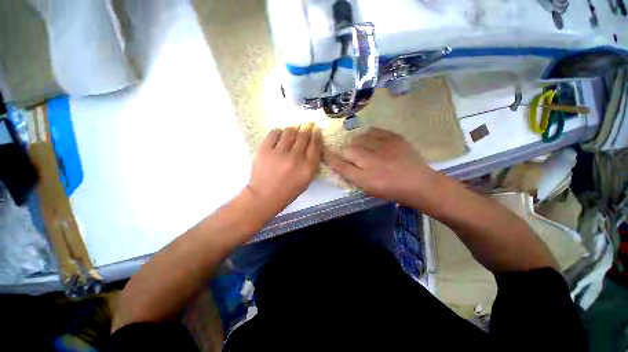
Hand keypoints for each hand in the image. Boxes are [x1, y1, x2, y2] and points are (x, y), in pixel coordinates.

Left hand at [246, 123, 321, 218]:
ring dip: (294, 129)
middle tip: (307, 124)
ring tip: (294, 130)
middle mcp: (295, 158)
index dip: (316, 134)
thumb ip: (312, 163)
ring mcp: (279, 153)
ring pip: (290, 131)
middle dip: (307, 128)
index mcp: (308, 168)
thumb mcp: (306, 180)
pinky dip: (280, 132)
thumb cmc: (288, 190)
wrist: (265, 196)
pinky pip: (275, 133)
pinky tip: (281, 135)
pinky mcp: (265, 150)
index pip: (315, 145)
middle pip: (303, 135)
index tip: (316, 129)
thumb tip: (313, 144)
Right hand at [325, 128, 441, 208]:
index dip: (330, 159)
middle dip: (345, 152)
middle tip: (351, 155)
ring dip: (357, 142)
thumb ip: (351, 176)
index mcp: (366, 178)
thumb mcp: (368, 188)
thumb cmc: (391, 190)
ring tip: (362, 147)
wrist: (419, 183)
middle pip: (349, 150)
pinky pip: (375, 131)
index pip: (341, 165)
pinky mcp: (395, 138)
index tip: (324, 153)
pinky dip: (369, 134)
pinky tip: (372, 140)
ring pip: (360, 138)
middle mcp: (373, 162)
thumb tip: (338, 164)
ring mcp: (385, 148)